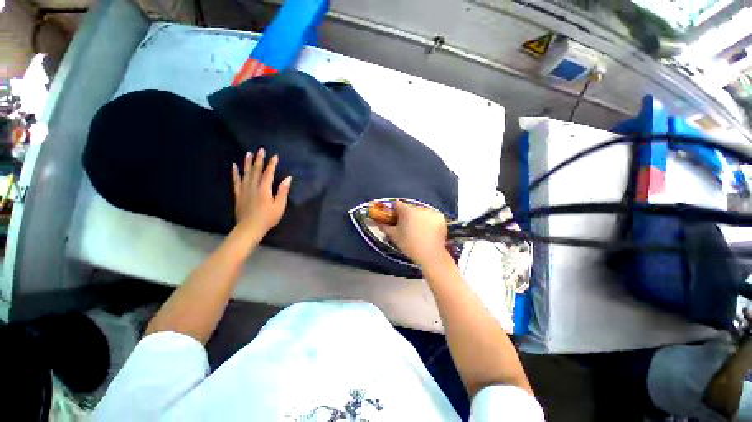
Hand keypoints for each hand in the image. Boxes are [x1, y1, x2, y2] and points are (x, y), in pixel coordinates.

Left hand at [231, 148, 291, 237]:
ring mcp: (244, 190)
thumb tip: (288, 178)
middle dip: (259, 159)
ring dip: (247, 163)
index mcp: (264, 189)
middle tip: (260, 149)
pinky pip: (236, 181)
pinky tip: (234, 166)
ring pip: (246, 173)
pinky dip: (235, 173)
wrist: (250, 228)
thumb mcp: (279, 206)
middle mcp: (253, 186)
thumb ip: (283, 191)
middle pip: (256, 170)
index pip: (268, 173)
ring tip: (248, 153)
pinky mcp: (238, 194)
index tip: (275, 156)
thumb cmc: (268, 218)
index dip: (272, 164)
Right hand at [379, 200, 448, 267]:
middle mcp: (419, 208)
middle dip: (407, 214)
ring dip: (418, 217)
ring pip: (421, 211)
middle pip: (410, 208)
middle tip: (406, 225)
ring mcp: (431, 212)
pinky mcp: (440, 217)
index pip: (397, 204)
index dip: (395, 210)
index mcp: (407, 211)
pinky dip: (429, 220)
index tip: (394, 217)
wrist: (430, 255)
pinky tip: (428, 230)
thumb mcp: (394, 236)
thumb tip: (376, 221)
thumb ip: (384, 226)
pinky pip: (431, 216)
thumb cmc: (409, 245)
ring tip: (418, 229)